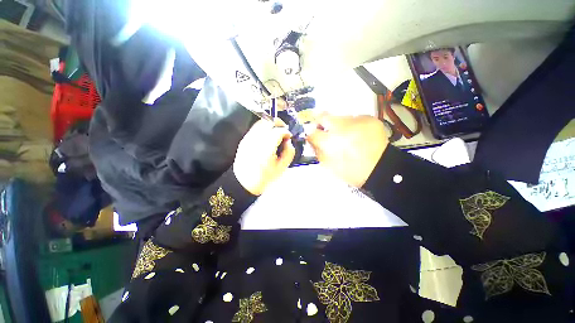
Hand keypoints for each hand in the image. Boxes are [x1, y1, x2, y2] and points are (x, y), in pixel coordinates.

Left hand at [233, 119, 294, 194]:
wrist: (243, 182)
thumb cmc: (264, 177)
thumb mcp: (281, 168)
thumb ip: (289, 153)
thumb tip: (289, 141)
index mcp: (266, 149)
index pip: (278, 131)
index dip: (286, 131)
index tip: (289, 136)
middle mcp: (256, 141)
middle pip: (268, 122)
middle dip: (278, 123)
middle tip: (284, 129)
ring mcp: (248, 139)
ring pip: (261, 122)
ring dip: (271, 124)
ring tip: (276, 131)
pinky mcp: (244, 139)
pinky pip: (255, 128)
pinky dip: (263, 128)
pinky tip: (267, 135)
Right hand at [307, 114, 388, 187]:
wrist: (380, 170)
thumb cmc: (351, 171)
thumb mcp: (328, 165)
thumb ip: (317, 151)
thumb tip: (312, 140)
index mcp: (330, 142)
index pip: (312, 132)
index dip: (310, 134)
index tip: (313, 136)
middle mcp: (341, 127)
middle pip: (323, 116)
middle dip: (320, 122)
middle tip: (324, 129)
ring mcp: (357, 121)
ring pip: (340, 117)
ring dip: (339, 125)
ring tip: (346, 136)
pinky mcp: (369, 119)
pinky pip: (355, 118)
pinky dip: (353, 125)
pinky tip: (358, 135)